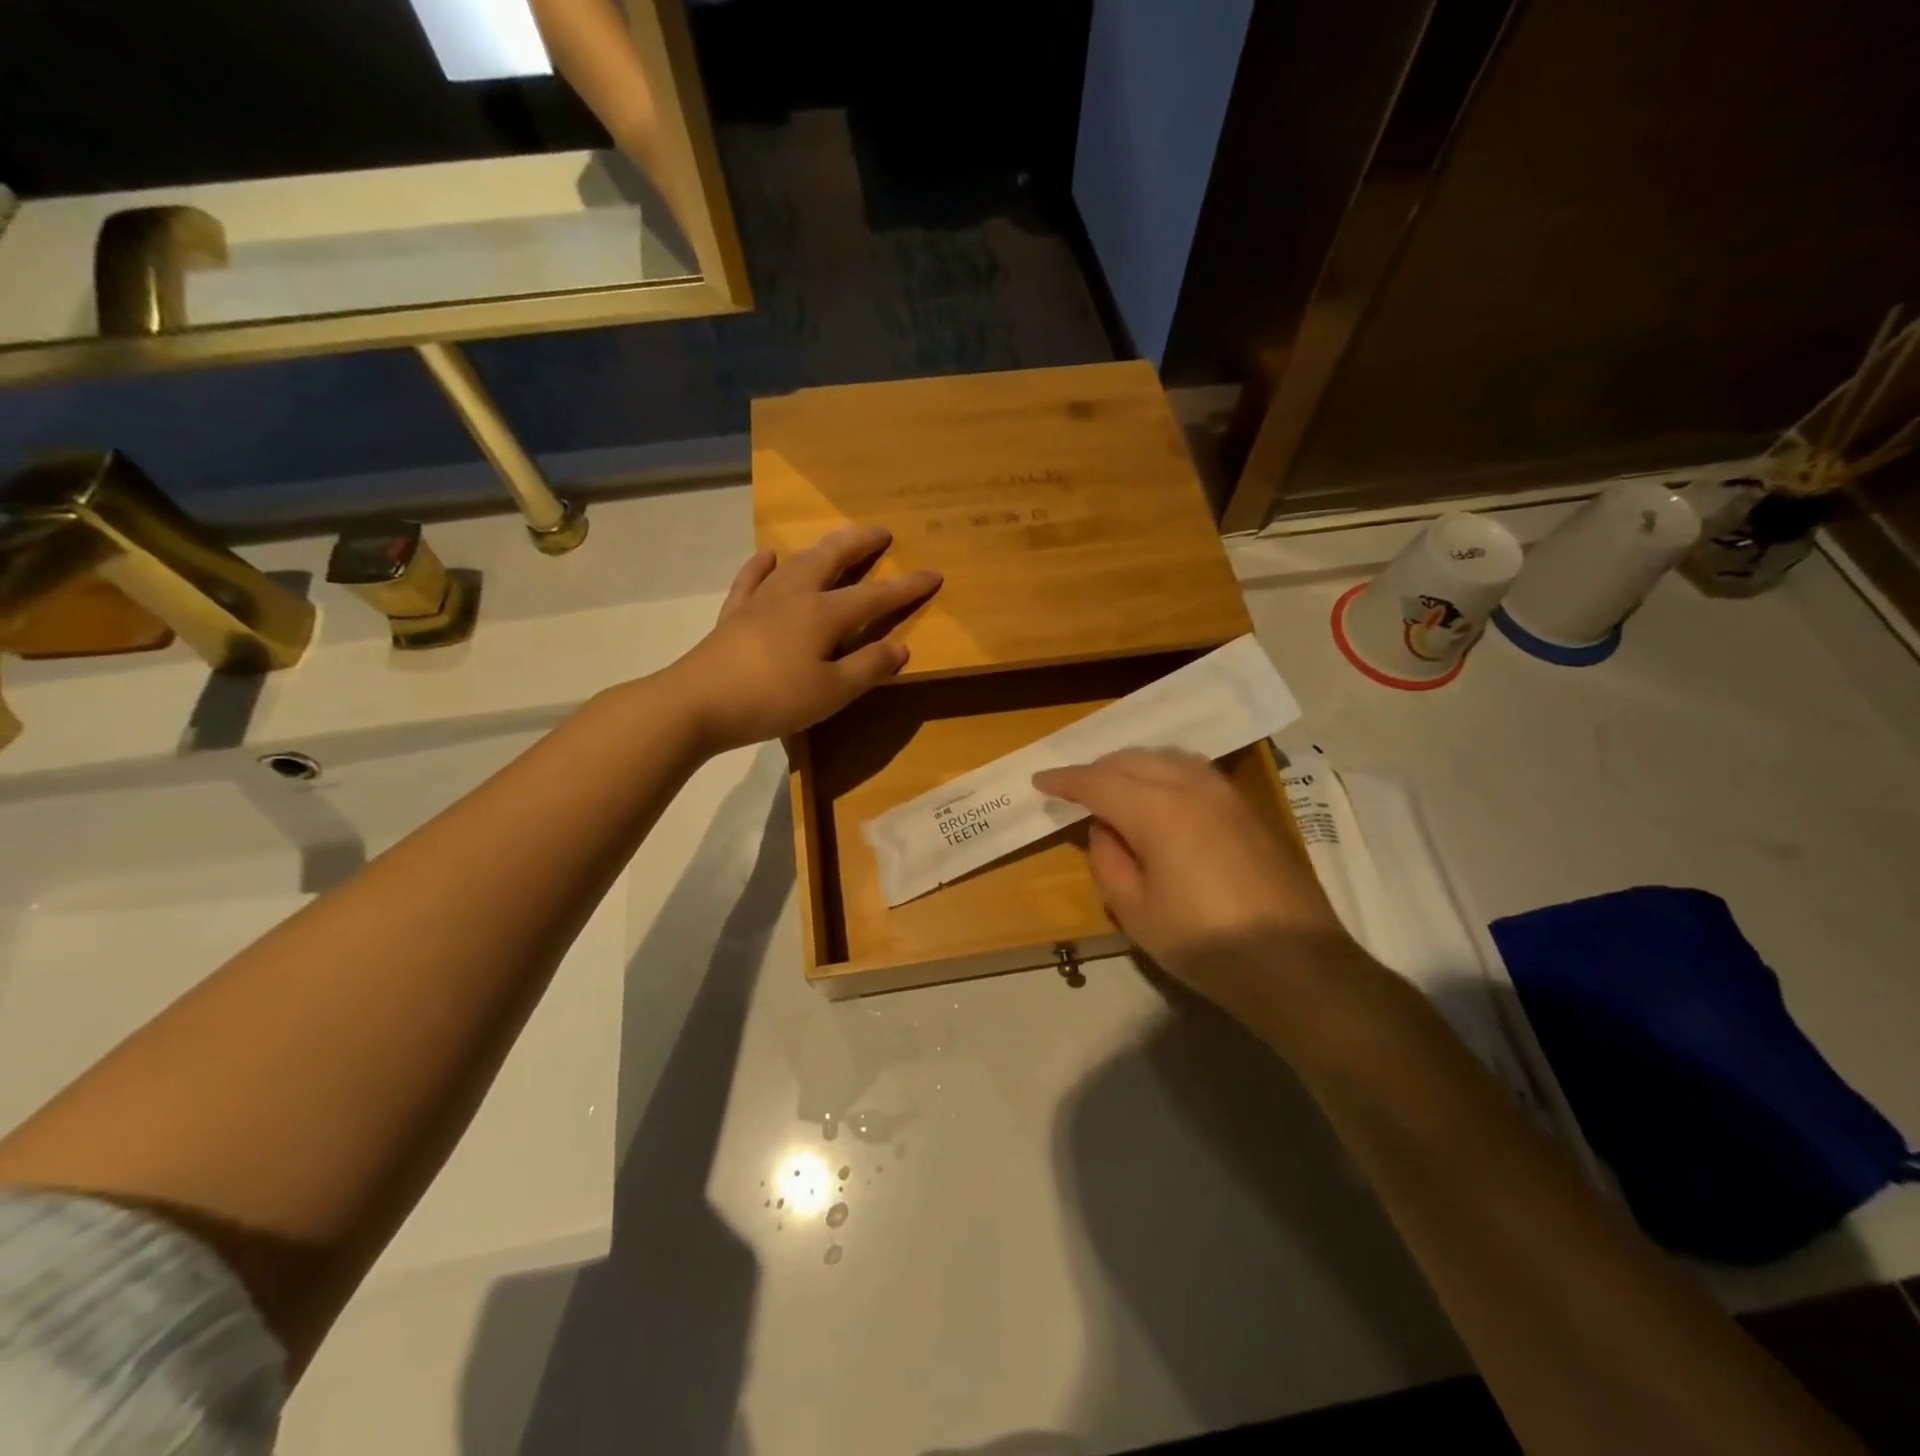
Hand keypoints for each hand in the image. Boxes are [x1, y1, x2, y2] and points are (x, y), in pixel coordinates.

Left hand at [666, 525, 941, 752]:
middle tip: (880, 531)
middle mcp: (795, 596)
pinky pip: (752, 579)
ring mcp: (760, 601)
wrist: (698, 702)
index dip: (906, 586)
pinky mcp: (734, 615)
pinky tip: (768, 555)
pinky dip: (763, 565)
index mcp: (824, 614)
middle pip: (832, 560)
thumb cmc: (773, 699)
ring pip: (797, 563)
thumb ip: (869, 668)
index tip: (934, 573)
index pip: (875, 596)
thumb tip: (901, 646)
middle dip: (860, 544)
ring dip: (821, 549)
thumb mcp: (832, 692)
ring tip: (836, 539)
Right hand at [1033, 750, 1358, 1024]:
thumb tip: (1104, 829)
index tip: (1040, 781)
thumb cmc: (1204, 942)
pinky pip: (1193, 771)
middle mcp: (1190, 786)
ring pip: (1167, 758)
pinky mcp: (1248, 808)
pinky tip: (1161, 795)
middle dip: (1098, 769)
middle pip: (1133, 760)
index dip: (1065, 781)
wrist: (1296, 964)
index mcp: (1156, 809)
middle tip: (1075, 788)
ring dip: (1133, 765)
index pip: (1098, 782)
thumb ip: (1108, 860)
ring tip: (1115, 786)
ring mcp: (1225, 793)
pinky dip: (1165, 772)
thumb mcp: (1135, 911)